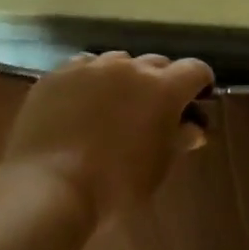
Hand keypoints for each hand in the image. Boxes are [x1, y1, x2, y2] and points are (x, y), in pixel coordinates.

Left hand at [1, 51, 213, 228]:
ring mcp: (90, 67)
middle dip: (161, 82)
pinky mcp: (58, 74)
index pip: (195, 70)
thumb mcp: (157, 168)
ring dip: (124, 79)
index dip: (199, 84)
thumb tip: (193, 128)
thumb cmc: (115, 186)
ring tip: (113, 107)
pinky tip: (81, 105)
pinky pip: (83, 68)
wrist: (49, 187)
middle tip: (153, 111)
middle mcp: (130, 67)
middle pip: (156, 63)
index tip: (196, 101)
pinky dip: (90, 81)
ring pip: (118, 62)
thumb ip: (179, 140)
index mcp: (163, 88)